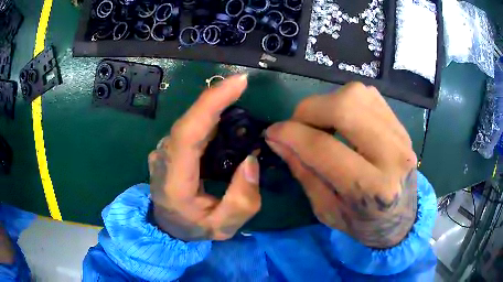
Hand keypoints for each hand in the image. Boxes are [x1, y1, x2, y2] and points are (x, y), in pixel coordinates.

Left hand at [148, 74, 260, 240]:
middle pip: (189, 120)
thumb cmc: (193, 228)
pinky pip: (189, 126)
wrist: (167, 226)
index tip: (237, 83)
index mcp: (174, 181)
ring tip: (237, 97)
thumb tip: (251, 161)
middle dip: (216, 98)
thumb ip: (242, 201)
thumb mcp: (223, 227)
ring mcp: (163, 151)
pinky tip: (224, 114)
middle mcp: (164, 158)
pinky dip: (207, 115)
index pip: (188, 133)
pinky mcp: (169, 148)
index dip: (211, 103)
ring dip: (213, 106)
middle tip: (242, 84)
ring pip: (189, 120)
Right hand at [265, 82, 417, 248]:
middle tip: (298, 125)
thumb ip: (302, 171)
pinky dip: (347, 101)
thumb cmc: (362, 223)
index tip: (272, 133)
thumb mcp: (326, 210)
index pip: (323, 148)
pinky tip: (343, 120)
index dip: (291, 134)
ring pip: (357, 94)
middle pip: (345, 108)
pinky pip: (369, 96)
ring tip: (321, 124)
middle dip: (310, 110)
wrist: (401, 219)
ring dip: (328, 103)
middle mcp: (392, 156)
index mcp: (370, 189)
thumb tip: (278, 138)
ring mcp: (401, 136)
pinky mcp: (402, 127)